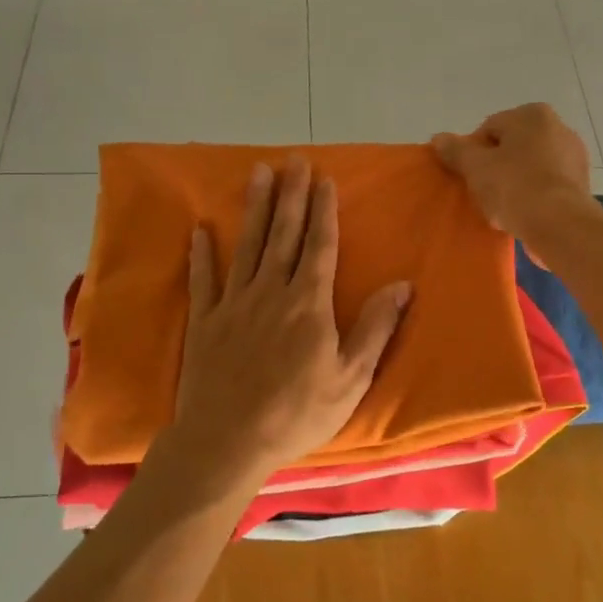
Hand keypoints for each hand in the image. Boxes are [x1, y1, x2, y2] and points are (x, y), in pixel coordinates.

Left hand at [146, 157, 411, 500]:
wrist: (228, 442)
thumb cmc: (297, 413)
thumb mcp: (351, 378)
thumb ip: (375, 328)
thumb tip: (402, 285)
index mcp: (308, 303)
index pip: (320, 245)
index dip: (323, 211)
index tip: (324, 179)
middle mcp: (270, 291)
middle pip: (283, 234)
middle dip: (291, 194)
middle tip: (293, 159)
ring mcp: (233, 304)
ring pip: (247, 245)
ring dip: (255, 208)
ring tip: (258, 174)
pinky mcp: (204, 322)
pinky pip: (203, 280)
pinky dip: (201, 254)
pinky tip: (200, 230)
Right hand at [432, 104, 596, 244]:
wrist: (559, 225)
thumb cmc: (514, 187)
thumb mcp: (475, 167)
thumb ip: (455, 150)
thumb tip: (438, 138)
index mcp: (533, 115)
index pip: (489, 129)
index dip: (473, 153)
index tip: (469, 176)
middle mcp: (559, 127)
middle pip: (511, 147)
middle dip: (495, 167)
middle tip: (482, 192)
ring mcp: (574, 157)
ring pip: (529, 168)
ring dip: (514, 184)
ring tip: (502, 208)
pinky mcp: (580, 185)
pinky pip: (546, 186)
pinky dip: (533, 197)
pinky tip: (522, 215)